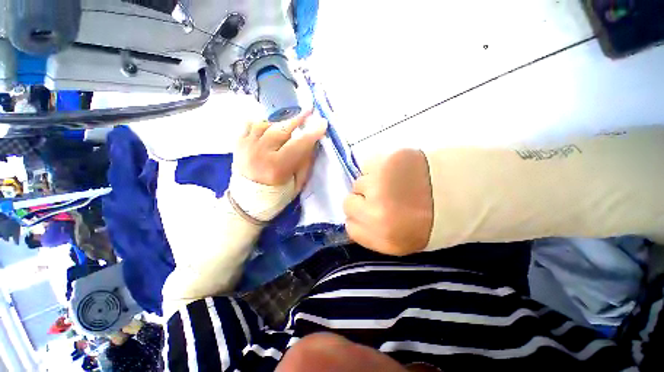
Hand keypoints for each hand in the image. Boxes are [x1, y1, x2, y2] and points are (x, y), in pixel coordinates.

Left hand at [233, 110, 327, 190]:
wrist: (246, 203)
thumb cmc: (276, 196)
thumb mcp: (296, 184)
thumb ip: (305, 163)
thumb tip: (311, 143)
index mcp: (277, 167)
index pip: (299, 144)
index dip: (312, 133)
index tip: (323, 123)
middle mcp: (260, 153)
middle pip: (281, 129)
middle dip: (297, 120)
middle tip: (309, 112)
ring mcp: (246, 146)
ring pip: (266, 124)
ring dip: (280, 123)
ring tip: (289, 125)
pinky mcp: (238, 144)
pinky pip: (250, 125)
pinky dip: (262, 124)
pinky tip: (270, 127)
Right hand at [343, 149, 433, 255]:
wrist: (465, 190)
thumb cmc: (431, 220)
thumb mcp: (402, 242)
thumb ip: (372, 234)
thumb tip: (352, 219)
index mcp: (384, 237)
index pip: (350, 227)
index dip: (359, 220)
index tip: (369, 215)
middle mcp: (377, 212)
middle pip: (348, 203)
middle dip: (361, 201)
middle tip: (381, 197)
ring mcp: (380, 183)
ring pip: (357, 182)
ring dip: (370, 183)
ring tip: (392, 183)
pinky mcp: (386, 160)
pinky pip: (367, 165)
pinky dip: (376, 168)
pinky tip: (394, 171)